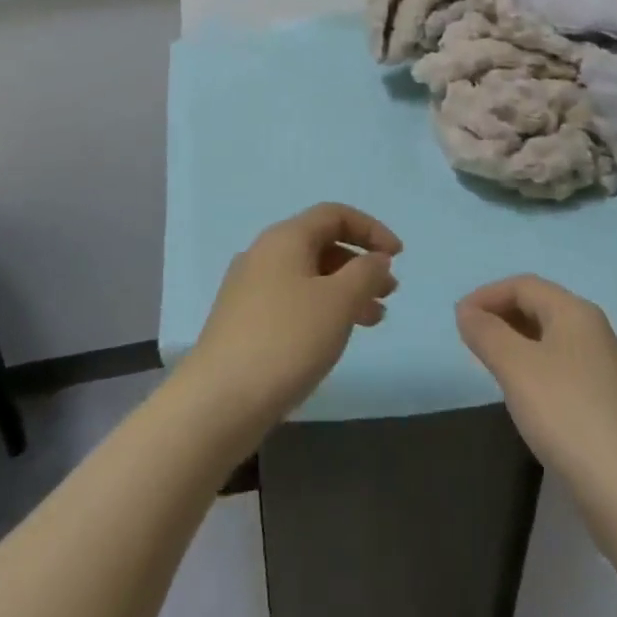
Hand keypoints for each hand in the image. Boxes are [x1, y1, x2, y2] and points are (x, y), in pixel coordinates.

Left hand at [178, 203, 401, 446]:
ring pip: (309, 276)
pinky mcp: (243, 322)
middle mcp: (264, 253)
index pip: (335, 215)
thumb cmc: (286, 340)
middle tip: (390, 292)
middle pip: (321, 244)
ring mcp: (249, 288)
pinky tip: (335, 337)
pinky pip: (293, 300)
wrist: (217, 402)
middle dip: (360, 264)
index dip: (371, 229)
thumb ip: (365, 273)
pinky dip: (322, 309)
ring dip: (345, 290)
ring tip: (374, 320)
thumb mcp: (338, 302)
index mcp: (285, 237)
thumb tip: (376, 258)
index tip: (398, 256)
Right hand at [457, 275, 616, 499]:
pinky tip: (526, 399)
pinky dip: (537, 371)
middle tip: (472, 340)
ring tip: (492, 366)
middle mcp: (596, 333)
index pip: (525, 285)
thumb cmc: (567, 414)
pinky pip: (564, 371)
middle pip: (541, 308)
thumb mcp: (516, 367)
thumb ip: (487, 334)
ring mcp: (607, 371)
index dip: (488, 295)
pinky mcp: (610, 407)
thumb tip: (467, 311)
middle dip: (503, 316)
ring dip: (519, 344)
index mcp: (576, 313)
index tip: (459, 318)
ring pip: (553, 341)